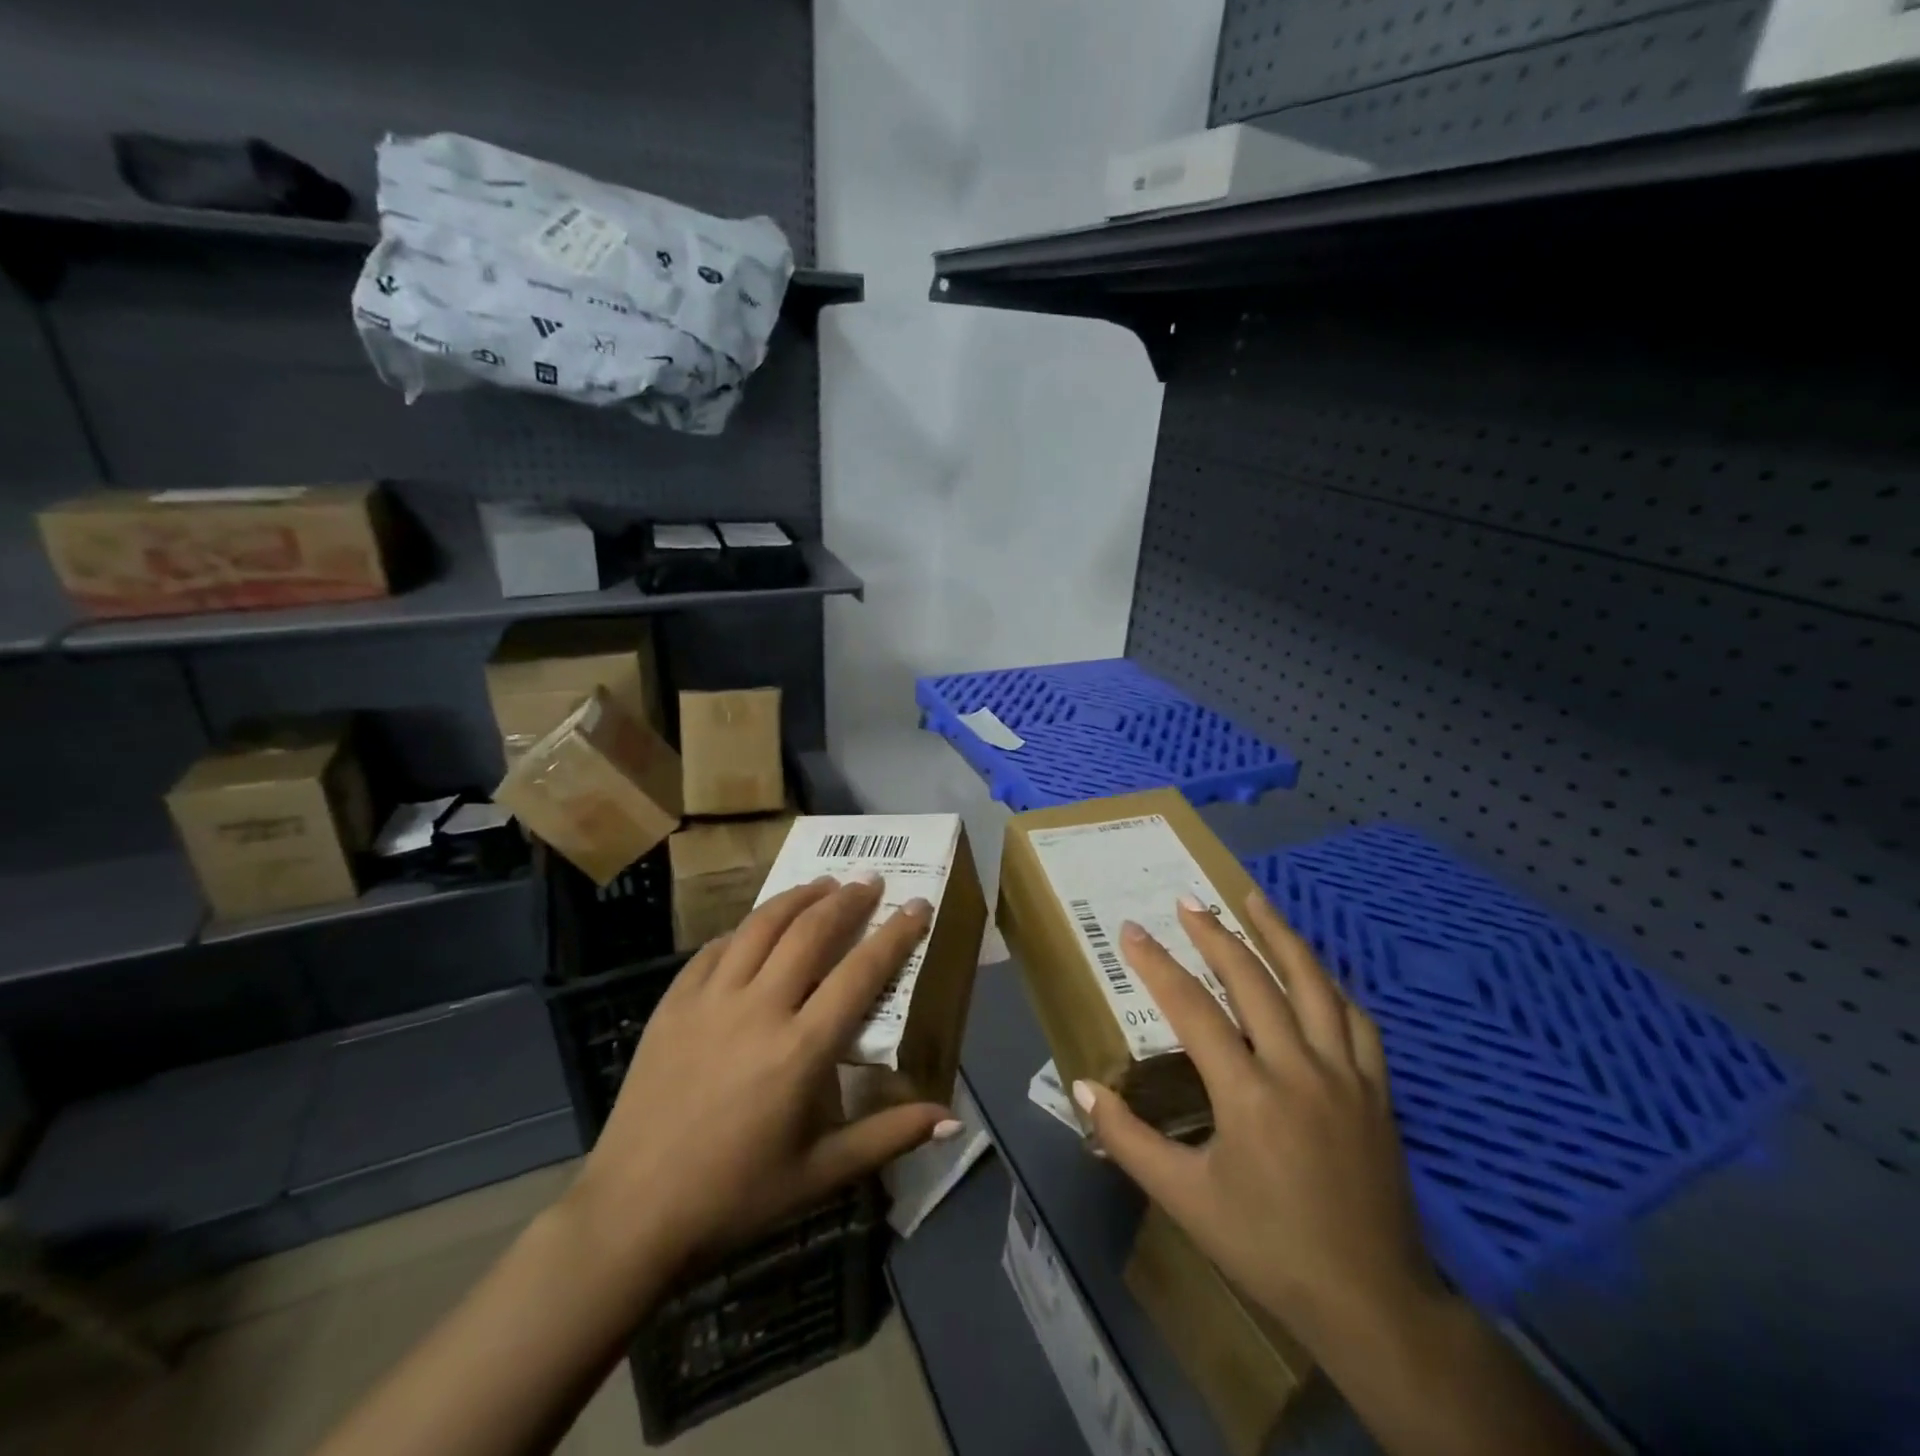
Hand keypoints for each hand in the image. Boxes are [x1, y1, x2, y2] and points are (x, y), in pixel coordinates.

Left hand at [564, 875, 956, 1302]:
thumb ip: (889, 1136)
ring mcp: (710, 1000)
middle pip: (811, 932)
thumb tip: (952, 1116)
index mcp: (801, 1050)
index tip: (916, 905)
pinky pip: (716, 948)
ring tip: (823, 883)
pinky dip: (745, 928)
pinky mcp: (673, 1003)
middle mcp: (758, 1010)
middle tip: (869, 882)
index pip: (860, 973)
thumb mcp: (822, 1175)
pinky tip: (758, 925)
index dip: (895, 935)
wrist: (633, 1214)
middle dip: (847, 900)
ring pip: (761, 926)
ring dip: (798, 898)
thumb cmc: (737, 1196)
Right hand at [1075, 892, 1440, 1348]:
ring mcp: (1345, 1074)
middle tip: (1187, 901)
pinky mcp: (1377, 1090)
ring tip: (1253, 899)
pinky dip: (1329, 983)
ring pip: (1312, 984)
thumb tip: (1081, 1087)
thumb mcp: (1186, 1200)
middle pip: (1253, 980)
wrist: (1372, 1303)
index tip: (1132, 931)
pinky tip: (1313, 968)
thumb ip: (1128, 1139)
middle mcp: (1298, 1068)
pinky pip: (1355, 1018)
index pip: (1193, 1009)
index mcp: (1248, 1094)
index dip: (1158, 965)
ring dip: (1279, 935)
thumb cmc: (1269, 1248)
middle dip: (1215, 934)